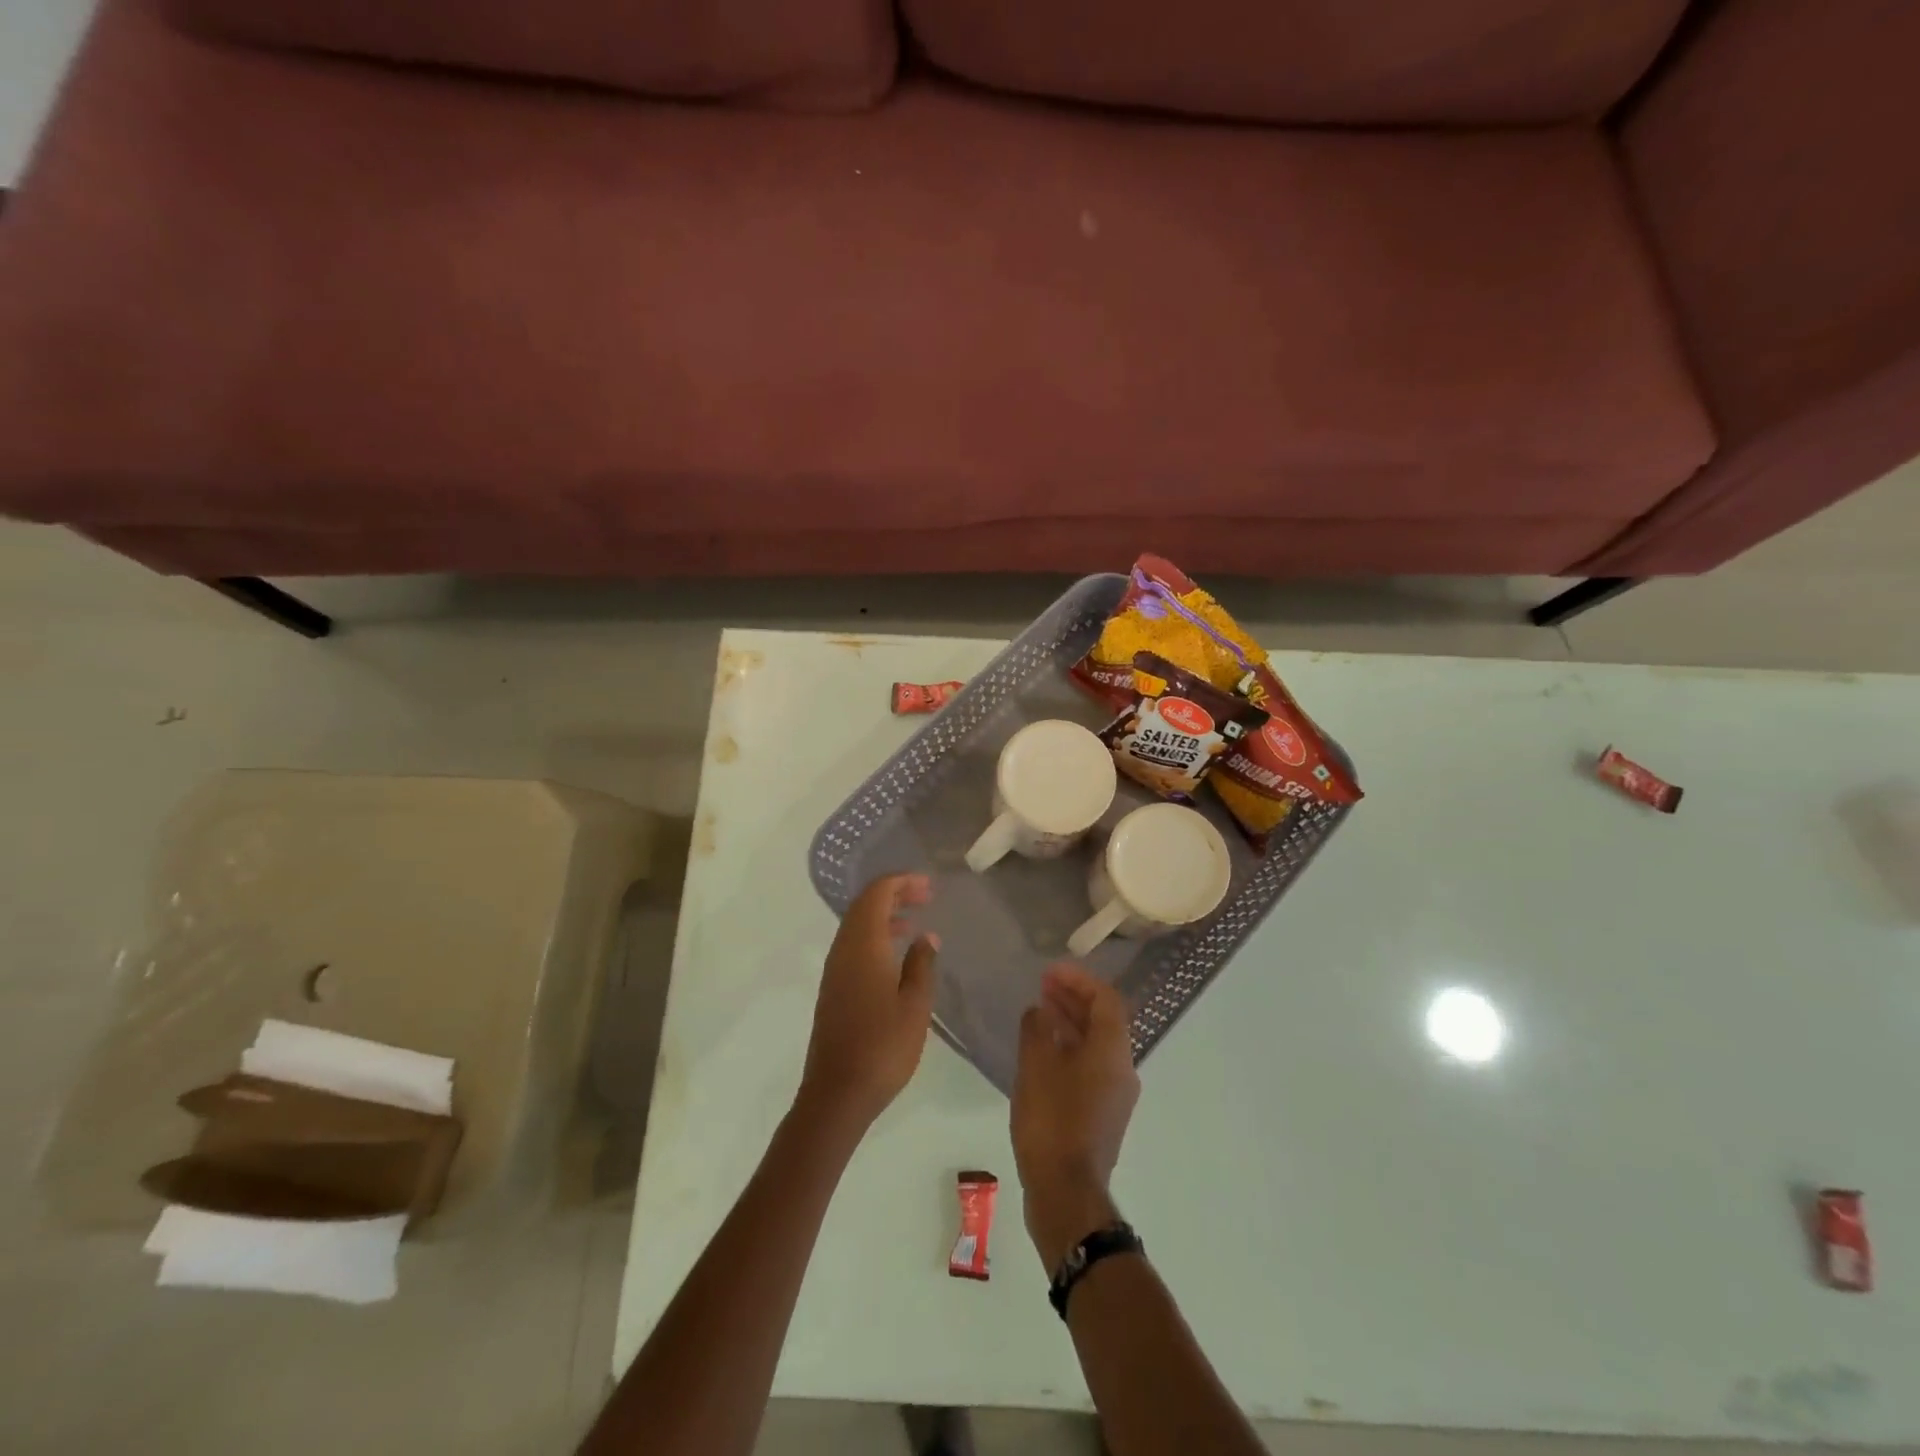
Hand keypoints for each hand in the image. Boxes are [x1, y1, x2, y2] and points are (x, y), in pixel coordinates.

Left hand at [797, 874, 938, 1135]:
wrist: (837, 1093)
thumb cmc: (883, 1046)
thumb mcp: (915, 1004)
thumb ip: (921, 964)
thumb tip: (926, 937)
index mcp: (862, 945)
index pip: (876, 894)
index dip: (901, 882)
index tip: (929, 886)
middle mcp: (843, 950)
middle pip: (864, 905)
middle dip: (894, 894)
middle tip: (926, 896)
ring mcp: (834, 970)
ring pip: (857, 926)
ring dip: (884, 915)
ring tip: (914, 922)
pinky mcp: (833, 989)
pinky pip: (854, 946)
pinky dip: (875, 936)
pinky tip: (896, 955)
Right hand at [1011, 964, 1139, 1270]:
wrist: (1066, 1193)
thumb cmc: (1052, 1121)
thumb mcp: (1035, 1066)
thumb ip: (1037, 1028)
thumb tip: (1040, 1011)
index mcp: (1113, 1051)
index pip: (1106, 999)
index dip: (1079, 980)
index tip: (1050, 972)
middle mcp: (1123, 1069)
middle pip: (1104, 1020)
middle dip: (1074, 999)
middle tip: (1043, 986)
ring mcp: (1115, 1095)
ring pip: (1097, 1045)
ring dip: (1071, 1023)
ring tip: (1040, 1012)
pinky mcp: (1102, 1116)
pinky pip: (1090, 1067)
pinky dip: (1070, 1050)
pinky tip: (1043, 1053)